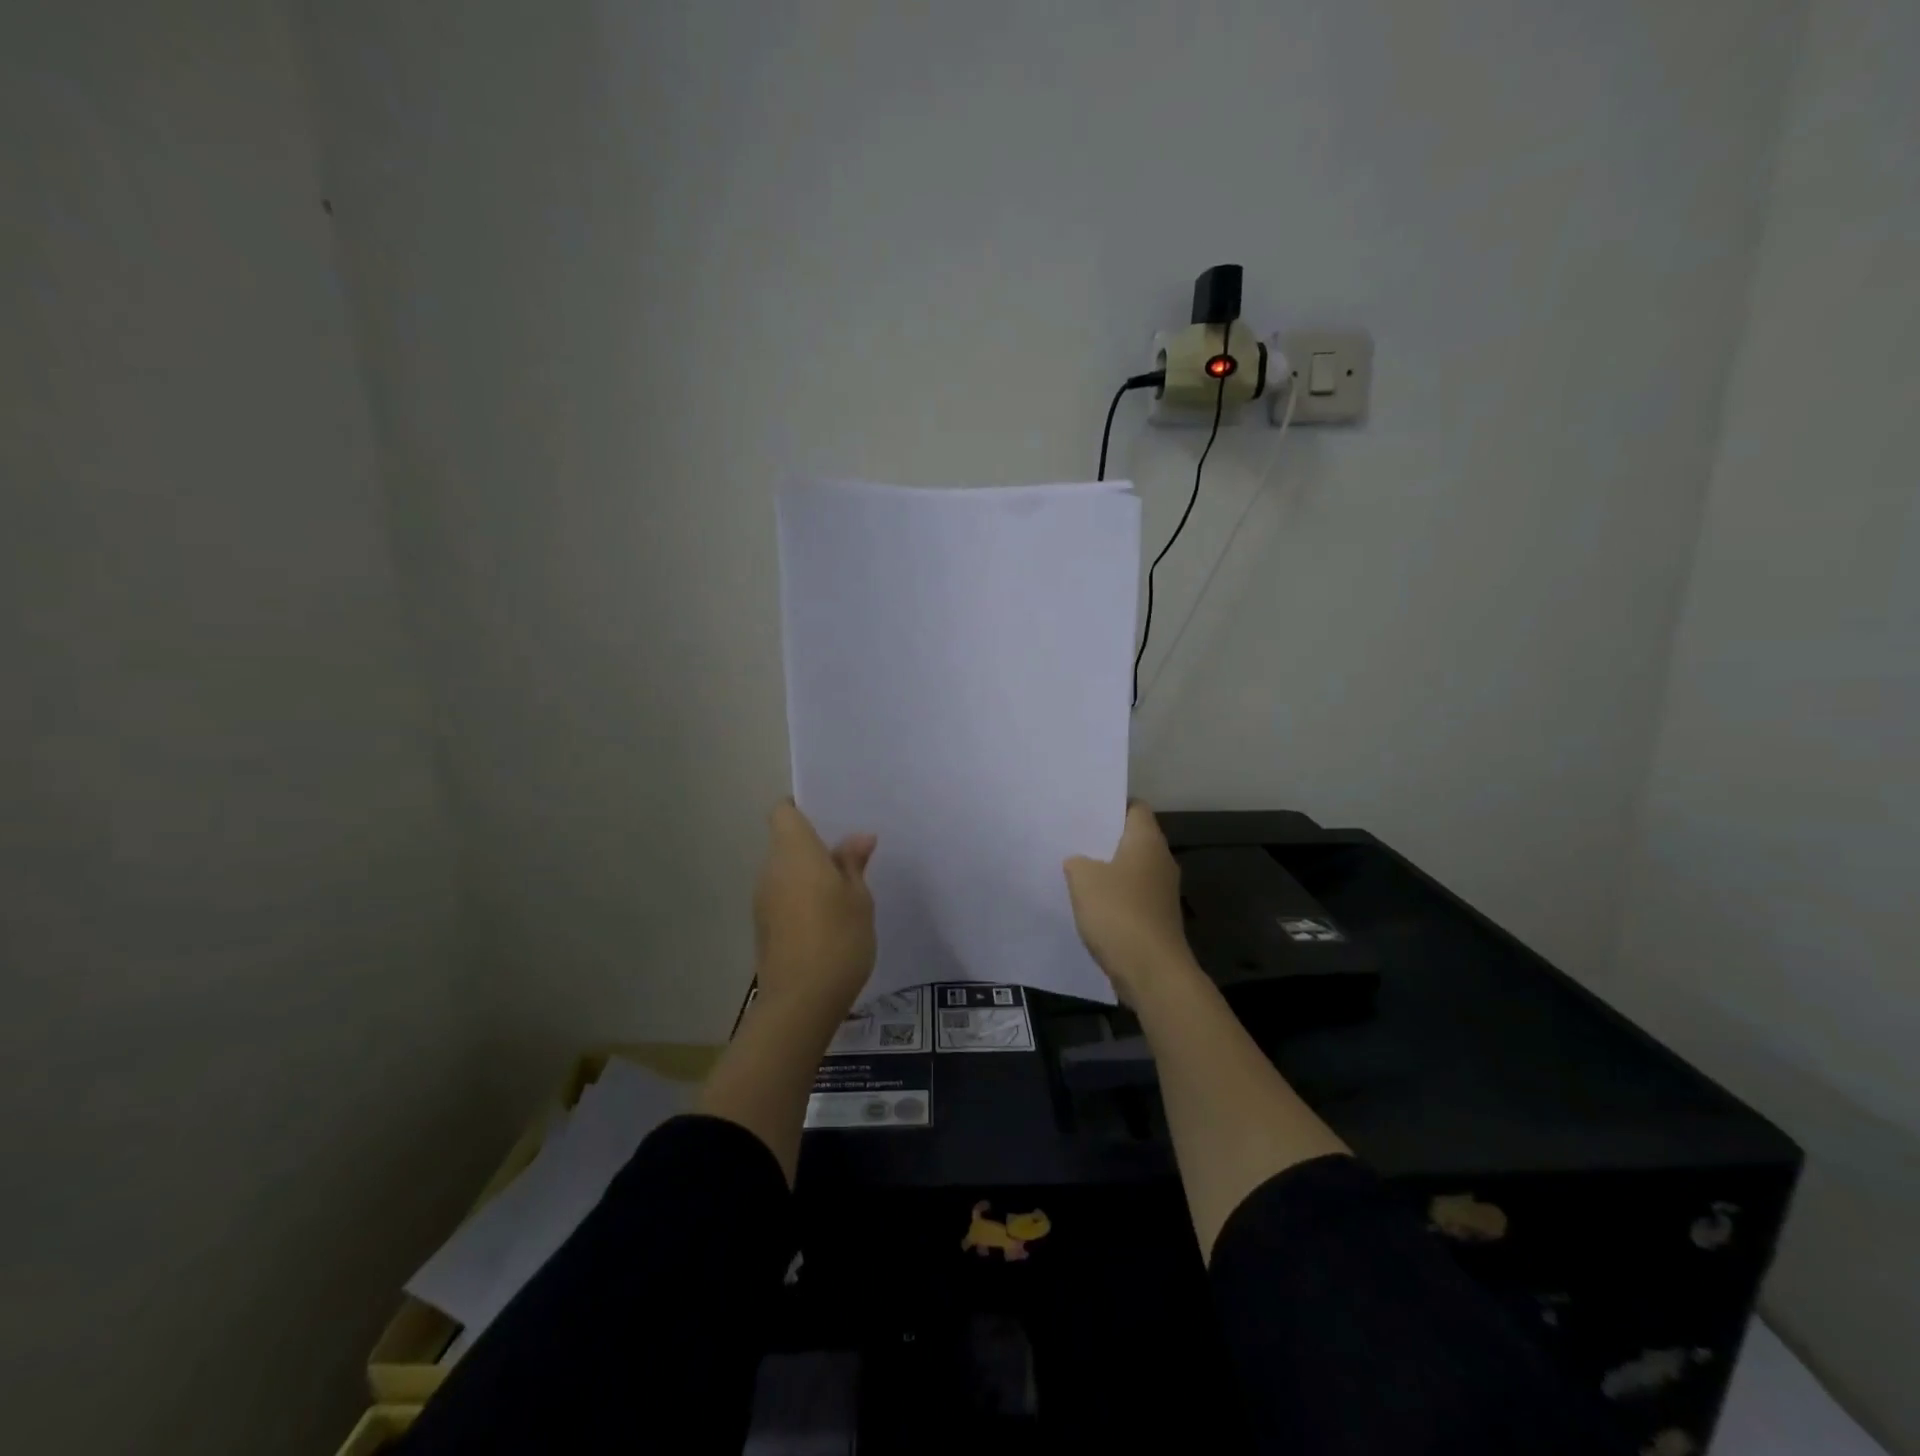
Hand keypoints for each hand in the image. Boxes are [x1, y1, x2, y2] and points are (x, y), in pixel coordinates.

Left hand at [753, 800, 876, 1014]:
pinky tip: (830, 916)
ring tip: (845, 887)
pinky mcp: (765, 927)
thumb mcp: (859, 898)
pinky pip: (784, 896)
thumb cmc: (838, 939)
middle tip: (850, 854)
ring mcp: (764, 900)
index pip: (783, 812)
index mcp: (794, 853)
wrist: (800, 1002)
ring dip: (809, 874)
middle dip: (813, 845)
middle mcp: (771, 870)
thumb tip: (858, 837)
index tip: (829, 817)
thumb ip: (853, 863)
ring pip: (785, 871)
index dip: (802, 808)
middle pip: (785, 842)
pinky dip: (802, 897)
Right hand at [1063, 801, 1196, 1004]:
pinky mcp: (1157, 917)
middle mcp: (1160, 861)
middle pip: (1132, 838)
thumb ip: (1077, 861)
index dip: (1111, 804)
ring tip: (1075, 867)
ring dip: (1107, 868)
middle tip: (1072, 835)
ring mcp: (1162, 891)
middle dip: (1104, 837)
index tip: (1086, 808)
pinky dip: (1113, 895)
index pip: (1135, 807)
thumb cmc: (1118, 913)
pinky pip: (1131, 895)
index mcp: (1147, 841)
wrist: (1151, 971)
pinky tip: (1089, 902)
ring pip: (1131, 868)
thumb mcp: (1083, 878)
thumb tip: (1080, 862)